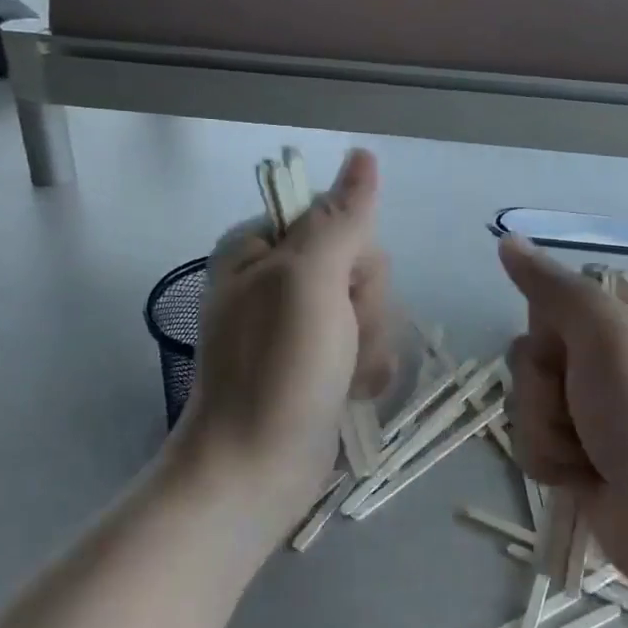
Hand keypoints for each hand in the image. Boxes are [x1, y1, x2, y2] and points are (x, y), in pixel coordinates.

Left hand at [175, 149, 396, 531]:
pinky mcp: (319, 361)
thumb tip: (363, 155)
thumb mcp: (310, 281)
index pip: (340, 220)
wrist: (255, 471)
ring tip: (342, 375)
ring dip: (369, 343)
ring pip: (371, 307)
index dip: (354, 257)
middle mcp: (278, 279)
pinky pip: (368, 344)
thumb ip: (341, 217)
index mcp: (262, 248)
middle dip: (365, 307)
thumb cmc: (278, 369)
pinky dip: (366, 369)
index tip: (339, 291)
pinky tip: (350, 391)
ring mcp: (299, 323)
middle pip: (362, 265)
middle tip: (338, 340)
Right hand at [498, 237, 627, 627]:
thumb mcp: (608, 335)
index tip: (569, 343)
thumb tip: (506, 238)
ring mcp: (593, 410)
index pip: (556, 297)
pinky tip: (581, 478)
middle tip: (582, 405)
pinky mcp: (578, 454)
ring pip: (526, 398)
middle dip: (544, 385)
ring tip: (587, 454)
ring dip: (546, 428)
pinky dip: (550, 460)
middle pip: (532, 350)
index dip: (551, 323)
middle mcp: (609, 360)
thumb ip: (553, 287)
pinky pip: (531, 441)